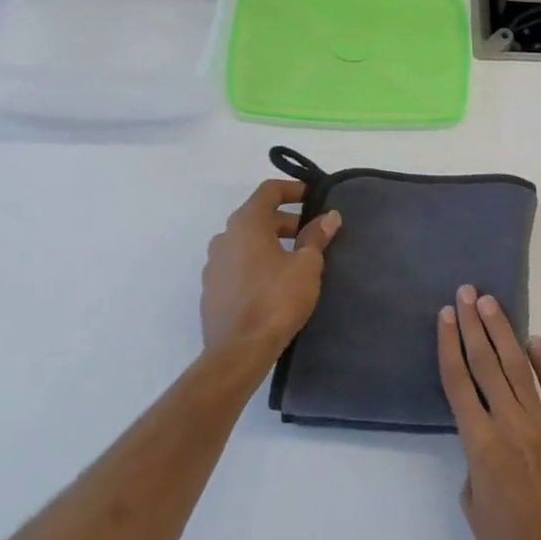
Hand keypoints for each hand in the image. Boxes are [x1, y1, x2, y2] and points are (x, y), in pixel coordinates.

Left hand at [201, 179, 340, 355]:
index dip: (294, 189)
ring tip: (297, 261)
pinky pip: (238, 265)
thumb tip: (329, 216)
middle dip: (287, 221)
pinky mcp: (212, 290)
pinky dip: (257, 264)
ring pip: (247, 242)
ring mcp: (213, 265)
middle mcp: (224, 237)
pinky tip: (276, 284)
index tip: (315, 198)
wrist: (239, 350)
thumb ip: (316, 236)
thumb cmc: (276, 299)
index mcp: (246, 224)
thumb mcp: (306, 265)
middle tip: (313, 236)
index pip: (269, 191)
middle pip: (258, 217)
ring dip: (271, 243)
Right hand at [438, 286, 540, 539]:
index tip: (445, 315)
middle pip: (488, 365)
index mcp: (480, 444)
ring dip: (504, 334)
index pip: (459, 382)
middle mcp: (511, 425)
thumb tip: (487, 435)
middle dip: (474, 326)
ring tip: (490, 305)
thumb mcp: (473, 502)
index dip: (450, 345)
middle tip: (466, 293)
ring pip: (520, 370)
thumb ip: (476, 458)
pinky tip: (535, 342)